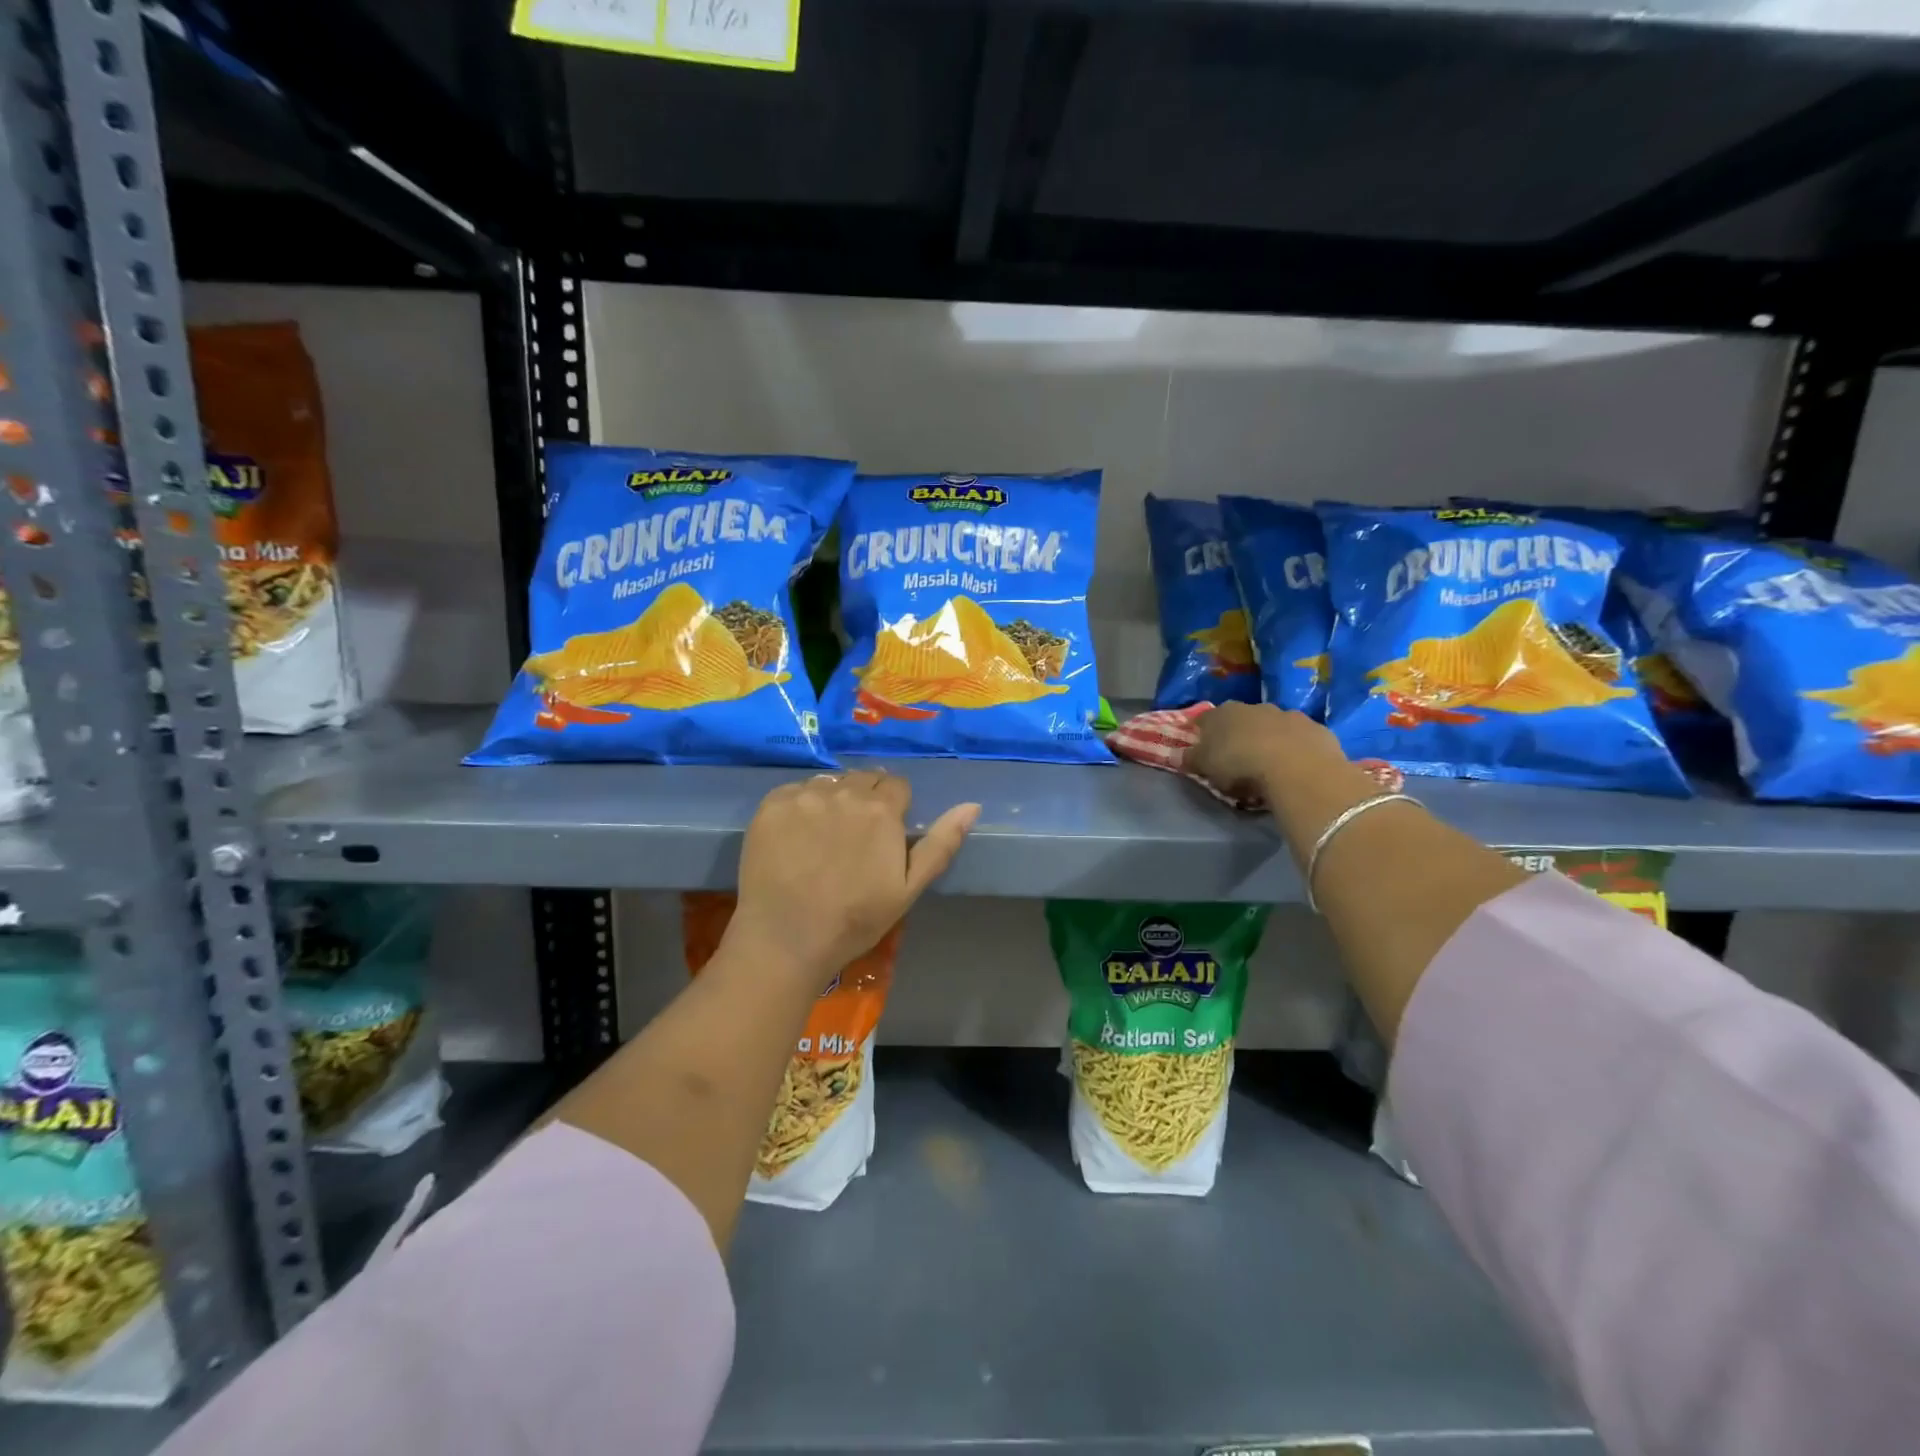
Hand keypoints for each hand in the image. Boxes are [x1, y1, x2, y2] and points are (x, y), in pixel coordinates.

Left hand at [731, 771, 978, 984]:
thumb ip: (941, 844)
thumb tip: (972, 806)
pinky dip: (799, 807)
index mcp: (882, 811)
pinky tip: (795, 839)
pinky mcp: (771, 805)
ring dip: (832, 800)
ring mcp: (803, 796)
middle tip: (853, 838)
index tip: (883, 835)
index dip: (893, 808)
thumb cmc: (854, 920)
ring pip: (829, 783)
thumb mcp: (908, 889)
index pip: (896, 785)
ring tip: (822, 838)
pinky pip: (794, 791)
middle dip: (865, 799)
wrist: (785, 939)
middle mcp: (844, 792)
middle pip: (862, 779)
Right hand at [1188, 702, 1346, 801]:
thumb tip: (1181, 755)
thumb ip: (1192, 759)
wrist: (1297, 768)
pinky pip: (1301, 739)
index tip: (1203, 749)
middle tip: (1238, 759)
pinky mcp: (1316, 729)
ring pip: (1274, 726)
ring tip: (1270, 765)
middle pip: (1241, 720)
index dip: (1202, 733)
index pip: (1205, 719)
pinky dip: (1296, 749)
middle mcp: (1254, 707)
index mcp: (1222, 713)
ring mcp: (1289, 715)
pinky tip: (1296, 767)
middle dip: (1239, 734)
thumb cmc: (1240, 765)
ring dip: (1270, 740)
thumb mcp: (1206, 767)